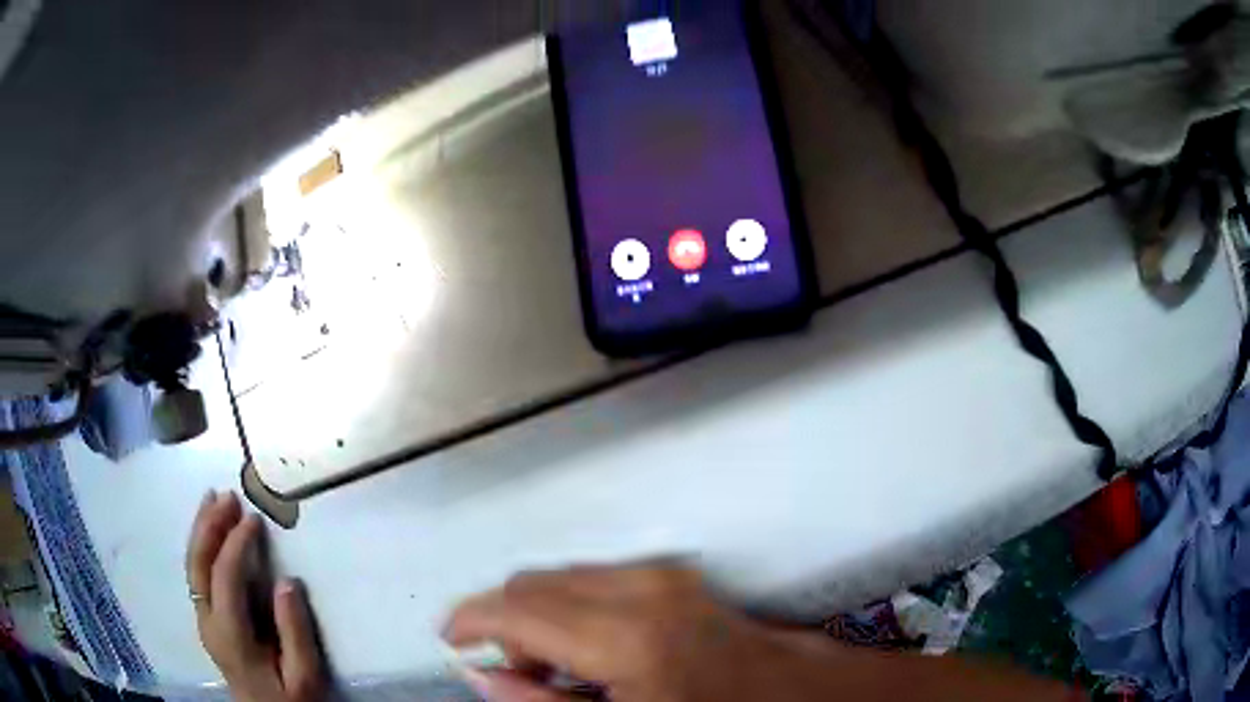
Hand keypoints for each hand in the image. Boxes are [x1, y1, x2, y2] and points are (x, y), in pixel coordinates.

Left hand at [186, 490, 325, 701]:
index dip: (236, 544)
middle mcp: (208, 621)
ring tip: (213, 499)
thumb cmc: (290, 701)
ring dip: (201, 530)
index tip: (254, 519)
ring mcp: (203, 620)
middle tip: (227, 495)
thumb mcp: (304, 677)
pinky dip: (201, 546)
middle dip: (209, 525)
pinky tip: (209, 532)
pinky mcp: (207, 620)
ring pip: (192, 565)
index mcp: (230, 635)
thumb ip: (295, 632)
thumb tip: (287, 582)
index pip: (224, 576)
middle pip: (198, 564)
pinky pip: (197, 574)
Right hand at [443, 564, 817, 701]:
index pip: (514, 609)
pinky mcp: (672, 575)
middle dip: (502, 621)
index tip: (450, 641)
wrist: (791, 696)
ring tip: (547, 666)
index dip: (470, 622)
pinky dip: (568, 606)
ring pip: (559, 578)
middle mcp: (640, 588)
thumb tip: (485, 676)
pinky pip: (593, 579)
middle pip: (531, 584)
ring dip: (535, 615)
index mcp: (625, 635)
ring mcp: (661, 575)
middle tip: (505, 670)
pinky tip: (582, 647)